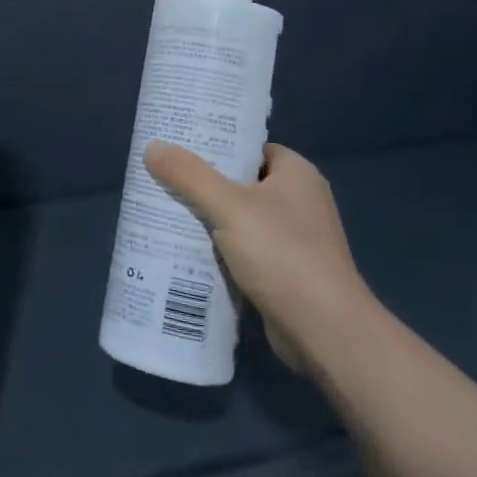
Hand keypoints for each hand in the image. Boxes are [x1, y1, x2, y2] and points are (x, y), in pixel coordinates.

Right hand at [143, 141, 369, 374]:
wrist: (324, 330)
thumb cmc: (283, 254)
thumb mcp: (229, 206)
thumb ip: (190, 175)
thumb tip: (152, 147)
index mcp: (297, 174)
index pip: (251, 149)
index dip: (217, 146)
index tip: (180, 147)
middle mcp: (300, 202)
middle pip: (241, 183)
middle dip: (204, 185)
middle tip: (163, 180)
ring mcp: (295, 240)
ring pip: (240, 220)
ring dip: (208, 220)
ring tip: (165, 213)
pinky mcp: (286, 274)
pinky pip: (244, 252)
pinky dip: (219, 251)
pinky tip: (186, 252)